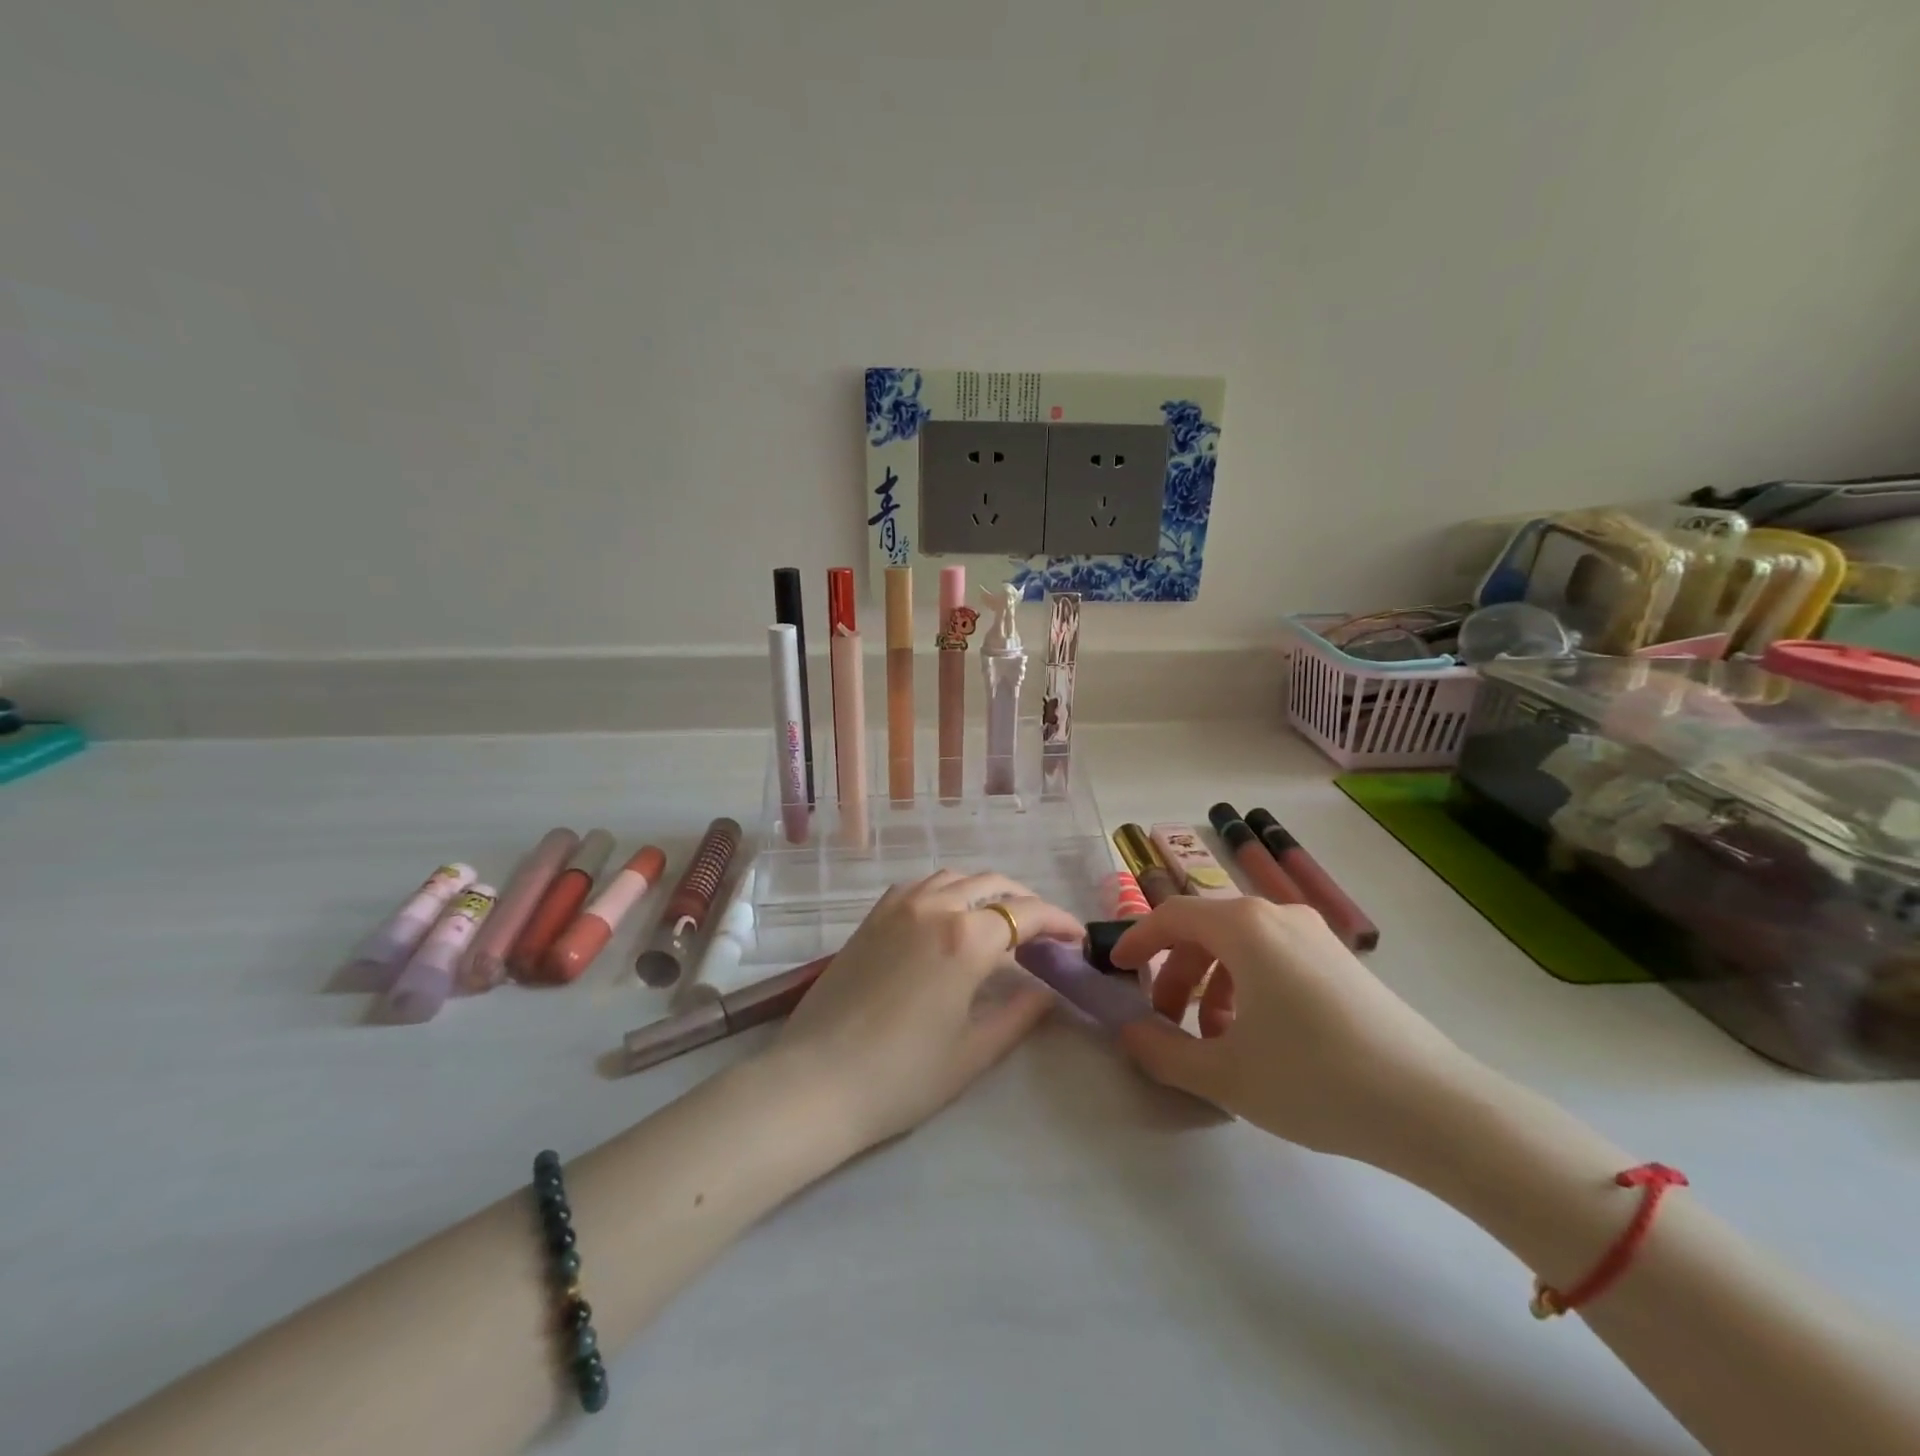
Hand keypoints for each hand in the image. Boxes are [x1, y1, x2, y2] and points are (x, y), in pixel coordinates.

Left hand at [774, 871, 1083, 1151]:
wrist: (816, 1082)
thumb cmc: (901, 1076)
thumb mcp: (973, 1052)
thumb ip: (1019, 1013)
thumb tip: (1048, 990)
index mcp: (965, 938)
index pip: (1026, 914)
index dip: (1059, 922)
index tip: (1077, 940)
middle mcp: (934, 907)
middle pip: (993, 884)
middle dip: (1026, 901)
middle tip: (1044, 932)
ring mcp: (897, 907)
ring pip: (955, 878)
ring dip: (986, 891)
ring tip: (1000, 921)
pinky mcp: (871, 917)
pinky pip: (920, 886)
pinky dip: (947, 891)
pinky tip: (949, 917)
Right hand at [1111, 897, 1487, 1167]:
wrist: (1435, 1108)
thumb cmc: (1315, 1080)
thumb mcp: (1225, 1075)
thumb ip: (1163, 1052)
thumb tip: (1131, 1033)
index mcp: (1244, 927)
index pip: (1171, 916)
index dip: (1136, 940)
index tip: (1116, 971)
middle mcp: (1278, 916)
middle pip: (1205, 930)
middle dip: (1175, 973)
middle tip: (1166, 1023)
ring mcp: (1315, 936)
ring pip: (1240, 946)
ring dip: (1211, 984)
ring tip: (1215, 1040)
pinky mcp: (1342, 962)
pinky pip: (1274, 958)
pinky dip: (1248, 986)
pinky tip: (1260, 1039)